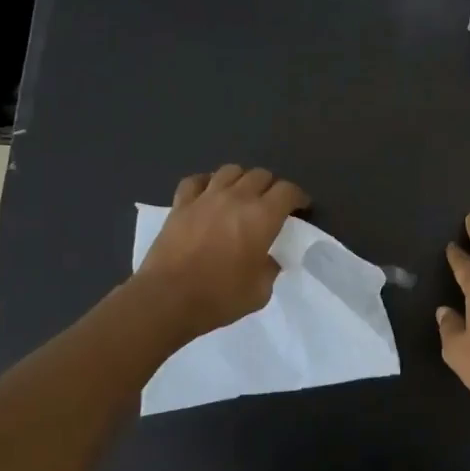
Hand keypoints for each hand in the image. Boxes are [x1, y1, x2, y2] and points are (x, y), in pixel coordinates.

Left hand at [132, 166, 310, 339]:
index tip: (301, 208)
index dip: (299, 197)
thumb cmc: (220, 297)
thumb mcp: (260, 291)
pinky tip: (208, 193)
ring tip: (242, 195)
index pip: (288, 191)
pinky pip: (195, 181)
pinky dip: (206, 183)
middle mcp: (236, 198)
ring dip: (242, 179)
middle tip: (272, 205)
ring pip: (230, 170)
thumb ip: (270, 267)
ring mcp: (205, 198)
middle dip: (272, 187)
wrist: (168, 299)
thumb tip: (269, 258)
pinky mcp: (180, 204)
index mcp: (262, 217)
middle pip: (261, 175)